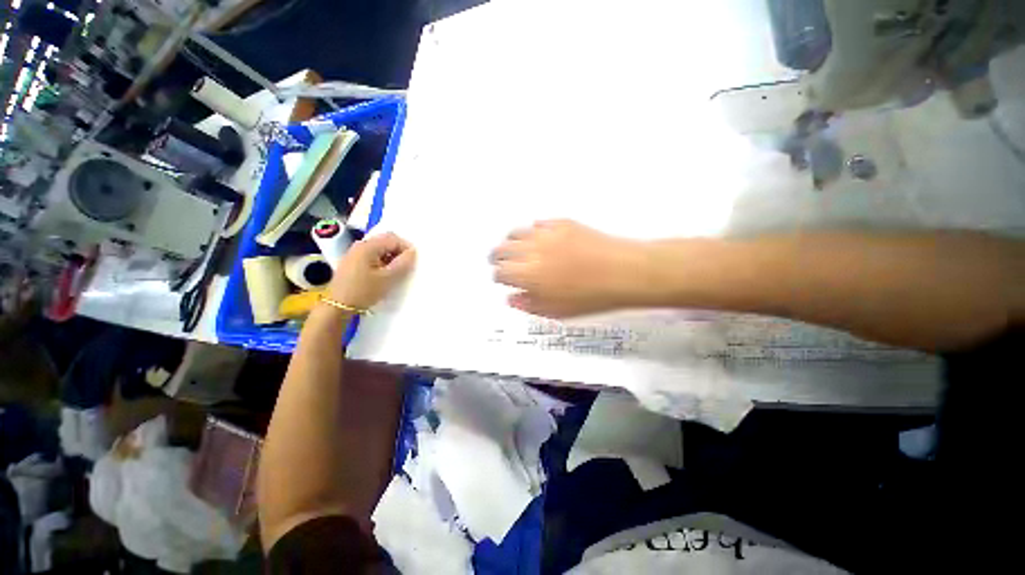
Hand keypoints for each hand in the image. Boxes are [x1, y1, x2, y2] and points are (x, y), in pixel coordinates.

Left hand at [328, 233, 415, 309]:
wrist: (338, 307)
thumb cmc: (364, 291)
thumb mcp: (388, 278)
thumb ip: (403, 263)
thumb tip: (412, 252)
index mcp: (368, 246)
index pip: (393, 239)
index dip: (406, 248)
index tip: (413, 262)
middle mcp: (360, 245)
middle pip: (386, 241)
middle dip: (399, 251)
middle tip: (406, 266)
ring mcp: (355, 253)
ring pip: (380, 249)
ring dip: (391, 257)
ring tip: (396, 271)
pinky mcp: (353, 262)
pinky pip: (372, 255)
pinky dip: (382, 261)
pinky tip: (384, 274)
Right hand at [489, 220, 644, 317]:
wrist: (624, 272)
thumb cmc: (590, 297)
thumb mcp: (556, 311)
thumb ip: (528, 304)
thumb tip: (511, 298)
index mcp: (528, 274)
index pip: (501, 272)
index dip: (499, 277)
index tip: (503, 280)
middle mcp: (531, 250)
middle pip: (502, 249)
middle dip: (498, 258)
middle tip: (501, 263)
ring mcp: (546, 233)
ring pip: (516, 233)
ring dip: (511, 243)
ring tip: (516, 249)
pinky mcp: (561, 223)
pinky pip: (538, 224)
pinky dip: (533, 232)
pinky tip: (540, 239)